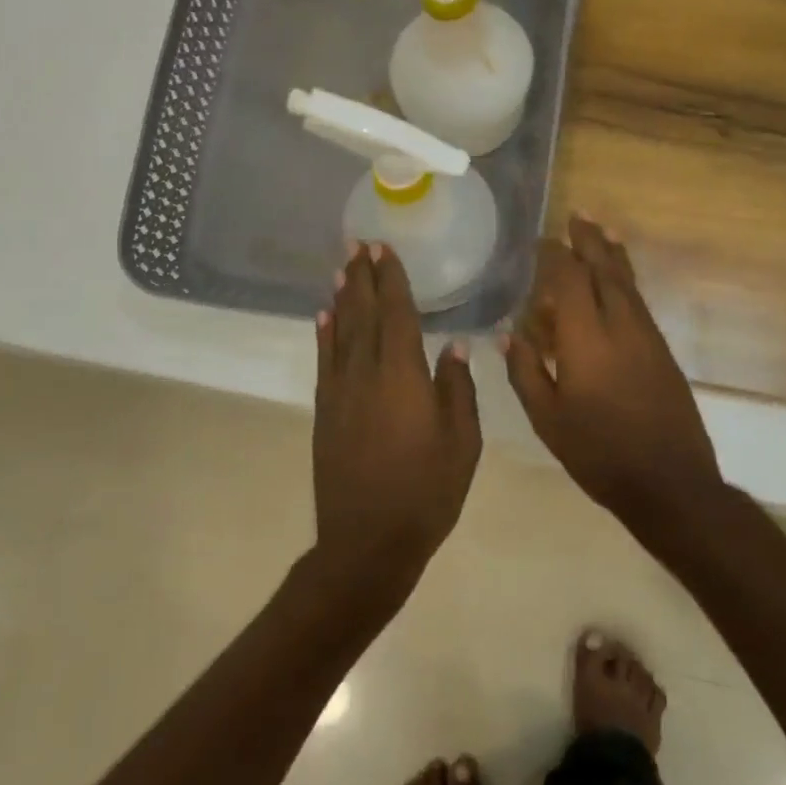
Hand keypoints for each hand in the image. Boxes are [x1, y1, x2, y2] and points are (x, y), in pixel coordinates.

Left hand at [312, 243, 481, 595]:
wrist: (367, 540)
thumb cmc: (426, 492)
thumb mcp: (462, 442)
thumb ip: (457, 389)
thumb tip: (455, 346)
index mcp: (403, 375)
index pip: (396, 313)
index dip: (390, 279)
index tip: (383, 249)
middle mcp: (366, 372)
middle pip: (363, 313)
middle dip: (363, 277)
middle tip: (358, 244)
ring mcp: (340, 391)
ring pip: (340, 331)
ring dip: (342, 297)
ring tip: (342, 269)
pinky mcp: (325, 410)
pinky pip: (325, 360)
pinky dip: (324, 334)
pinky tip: (324, 317)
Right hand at [504, 215, 721, 521]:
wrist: (670, 483)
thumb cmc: (598, 453)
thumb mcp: (547, 418)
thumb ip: (524, 371)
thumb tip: (507, 335)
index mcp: (587, 338)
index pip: (570, 279)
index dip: (554, 255)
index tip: (540, 240)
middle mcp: (621, 325)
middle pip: (605, 269)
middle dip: (589, 240)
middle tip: (577, 215)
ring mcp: (647, 336)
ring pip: (628, 282)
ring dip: (612, 253)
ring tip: (600, 230)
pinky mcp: (662, 351)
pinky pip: (638, 301)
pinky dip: (625, 280)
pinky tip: (618, 280)